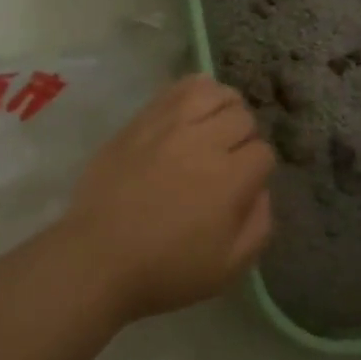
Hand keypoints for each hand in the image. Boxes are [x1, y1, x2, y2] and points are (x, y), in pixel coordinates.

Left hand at [62, 74, 275, 320]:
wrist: (96, 260)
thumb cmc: (166, 271)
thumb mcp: (229, 267)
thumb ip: (259, 225)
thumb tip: (260, 190)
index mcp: (229, 179)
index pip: (263, 152)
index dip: (258, 170)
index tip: (243, 186)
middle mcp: (203, 143)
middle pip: (243, 118)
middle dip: (243, 138)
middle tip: (227, 160)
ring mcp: (169, 126)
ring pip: (215, 93)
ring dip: (223, 108)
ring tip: (213, 128)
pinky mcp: (141, 120)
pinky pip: (178, 88)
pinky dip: (195, 93)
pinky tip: (192, 111)